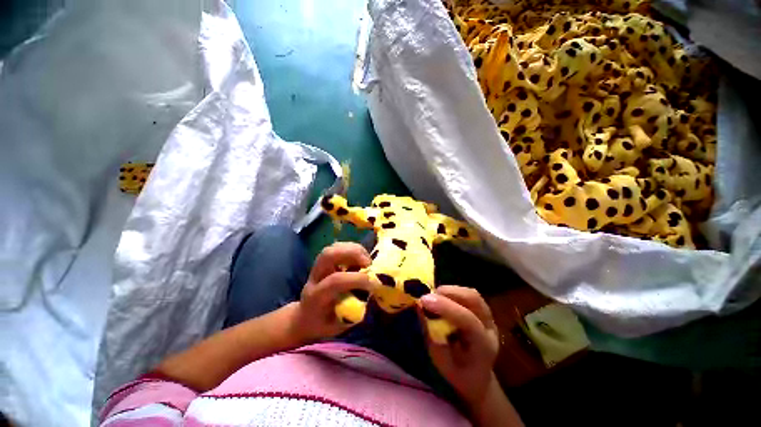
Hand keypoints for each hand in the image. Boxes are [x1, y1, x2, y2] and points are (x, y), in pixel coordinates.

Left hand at [292, 242, 372, 341]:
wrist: (304, 317)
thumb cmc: (323, 324)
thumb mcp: (338, 326)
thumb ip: (353, 311)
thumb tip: (370, 295)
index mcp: (316, 297)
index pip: (334, 281)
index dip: (356, 279)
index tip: (373, 284)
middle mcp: (315, 278)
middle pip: (328, 255)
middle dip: (351, 254)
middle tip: (368, 263)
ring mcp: (317, 266)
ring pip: (333, 248)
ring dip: (353, 249)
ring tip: (367, 260)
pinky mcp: (324, 261)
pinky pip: (337, 247)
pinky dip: (352, 248)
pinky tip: (361, 257)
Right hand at [420, 286, 498, 406]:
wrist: (478, 378)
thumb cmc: (459, 374)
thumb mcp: (441, 362)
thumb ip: (432, 334)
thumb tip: (420, 308)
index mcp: (484, 346)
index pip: (469, 320)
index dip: (446, 307)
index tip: (423, 300)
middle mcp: (490, 327)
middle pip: (474, 299)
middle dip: (449, 292)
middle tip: (428, 296)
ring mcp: (488, 316)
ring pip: (471, 294)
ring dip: (450, 290)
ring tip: (434, 297)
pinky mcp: (483, 310)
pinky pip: (468, 294)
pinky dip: (452, 292)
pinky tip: (442, 298)